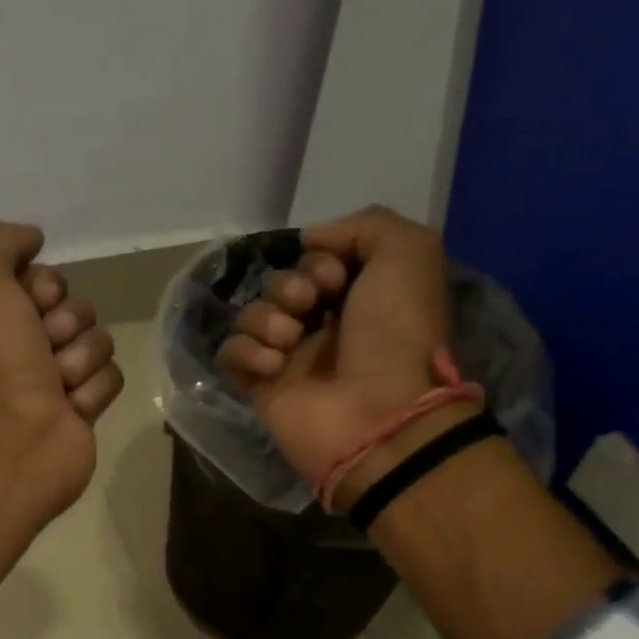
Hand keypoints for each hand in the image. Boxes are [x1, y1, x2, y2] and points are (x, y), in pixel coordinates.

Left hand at [0, 221, 124, 522]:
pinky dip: (93, 390)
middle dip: (65, 323)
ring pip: (97, 340)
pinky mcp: (82, 408)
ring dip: (80, 359)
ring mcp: (53, 379)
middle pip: (74, 307)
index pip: (42, 277)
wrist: (17, 442)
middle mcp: (20, 345)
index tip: (30, 305)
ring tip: (56, 385)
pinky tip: (71, 408)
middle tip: (42, 348)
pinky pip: (111, 377)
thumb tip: (33, 238)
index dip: (43, 287)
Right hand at [216, 207, 453, 499]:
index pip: (315, 259)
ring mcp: (289, 357)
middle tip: (309, 306)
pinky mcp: (261, 387)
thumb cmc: (397, 334)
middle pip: (279, 283)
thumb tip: (309, 239)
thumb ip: (364, 224)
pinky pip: (230, 354)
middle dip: (289, 287)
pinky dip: (245, 352)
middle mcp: (323, 324)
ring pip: (251, 315)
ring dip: (267, 319)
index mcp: (358, 296)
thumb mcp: (408, 252)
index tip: (335, 277)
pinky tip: (273, 367)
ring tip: (290, 342)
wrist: (380, 415)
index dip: (319, 259)